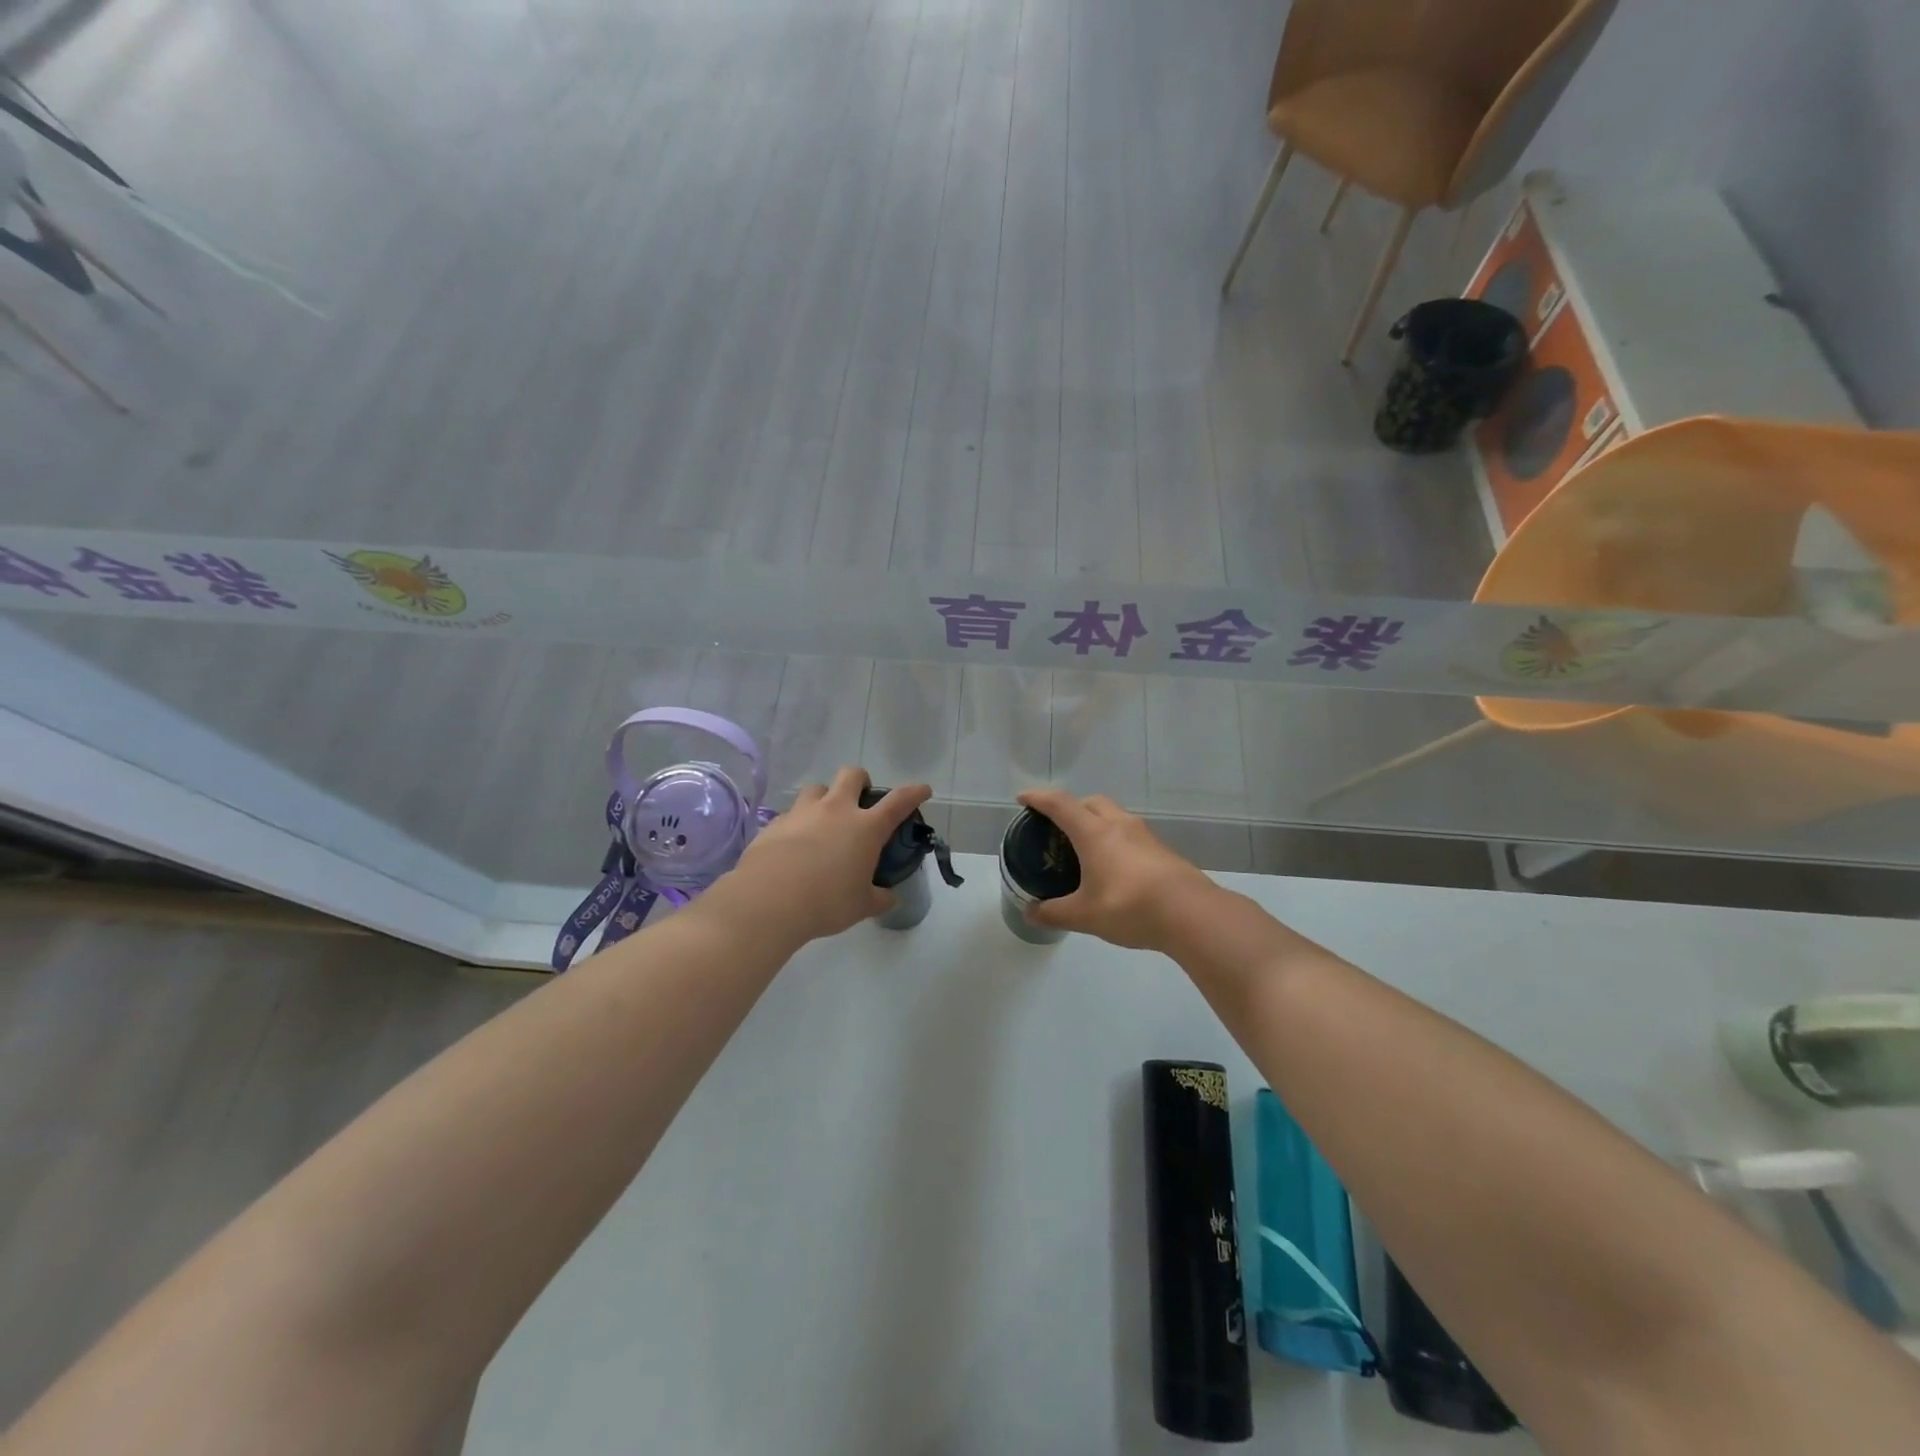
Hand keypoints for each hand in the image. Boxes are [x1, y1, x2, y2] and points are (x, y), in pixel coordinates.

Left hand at [721, 768, 932, 944]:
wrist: (768, 901)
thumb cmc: (826, 902)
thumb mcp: (861, 906)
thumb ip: (879, 898)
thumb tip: (889, 897)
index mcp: (865, 827)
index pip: (898, 801)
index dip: (914, 793)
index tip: (922, 789)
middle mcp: (836, 810)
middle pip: (852, 775)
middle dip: (860, 781)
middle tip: (860, 801)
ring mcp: (803, 812)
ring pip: (817, 788)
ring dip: (825, 798)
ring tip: (823, 820)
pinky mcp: (775, 822)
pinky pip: (791, 813)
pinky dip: (798, 823)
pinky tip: (794, 844)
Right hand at [1017, 789, 1218, 951]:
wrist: (1192, 914)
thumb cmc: (1130, 906)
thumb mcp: (1084, 915)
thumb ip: (1054, 913)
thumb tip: (1029, 913)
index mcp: (1094, 833)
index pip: (1060, 804)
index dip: (1039, 798)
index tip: (1023, 799)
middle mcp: (1119, 825)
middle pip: (1091, 802)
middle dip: (1071, 807)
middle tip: (1058, 827)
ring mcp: (1145, 835)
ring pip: (1114, 815)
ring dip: (1096, 822)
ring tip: (1086, 849)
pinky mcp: (1162, 850)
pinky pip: (1131, 833)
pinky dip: (1115, 839)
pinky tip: (1114, 867)